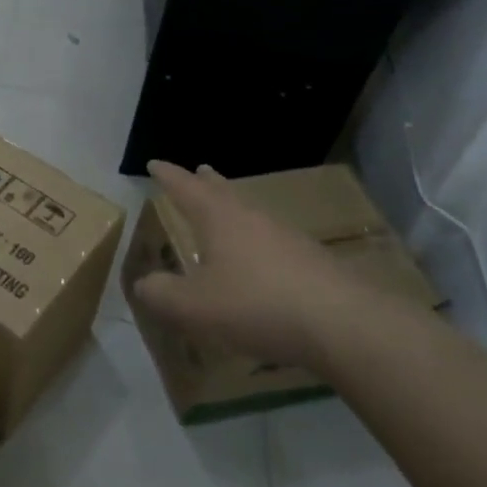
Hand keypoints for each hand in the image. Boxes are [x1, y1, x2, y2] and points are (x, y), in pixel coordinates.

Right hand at [127, 161, 380, 372]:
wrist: (343, 324)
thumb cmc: (256, 305)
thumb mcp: (194, 307)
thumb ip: (162, 294)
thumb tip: (143, 283)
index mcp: (219, 218)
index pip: (186, 188)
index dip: (168, 176)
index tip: (154, 163)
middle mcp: (252, 218)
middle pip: (224, 192)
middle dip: (206, 183)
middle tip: (198, 170)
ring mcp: (287, 237)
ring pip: (251, 213)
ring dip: (233, 208)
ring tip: (224, 212)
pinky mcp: (311, 261)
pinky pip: (272, 240)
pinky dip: (256, 240)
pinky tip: (258, 259)